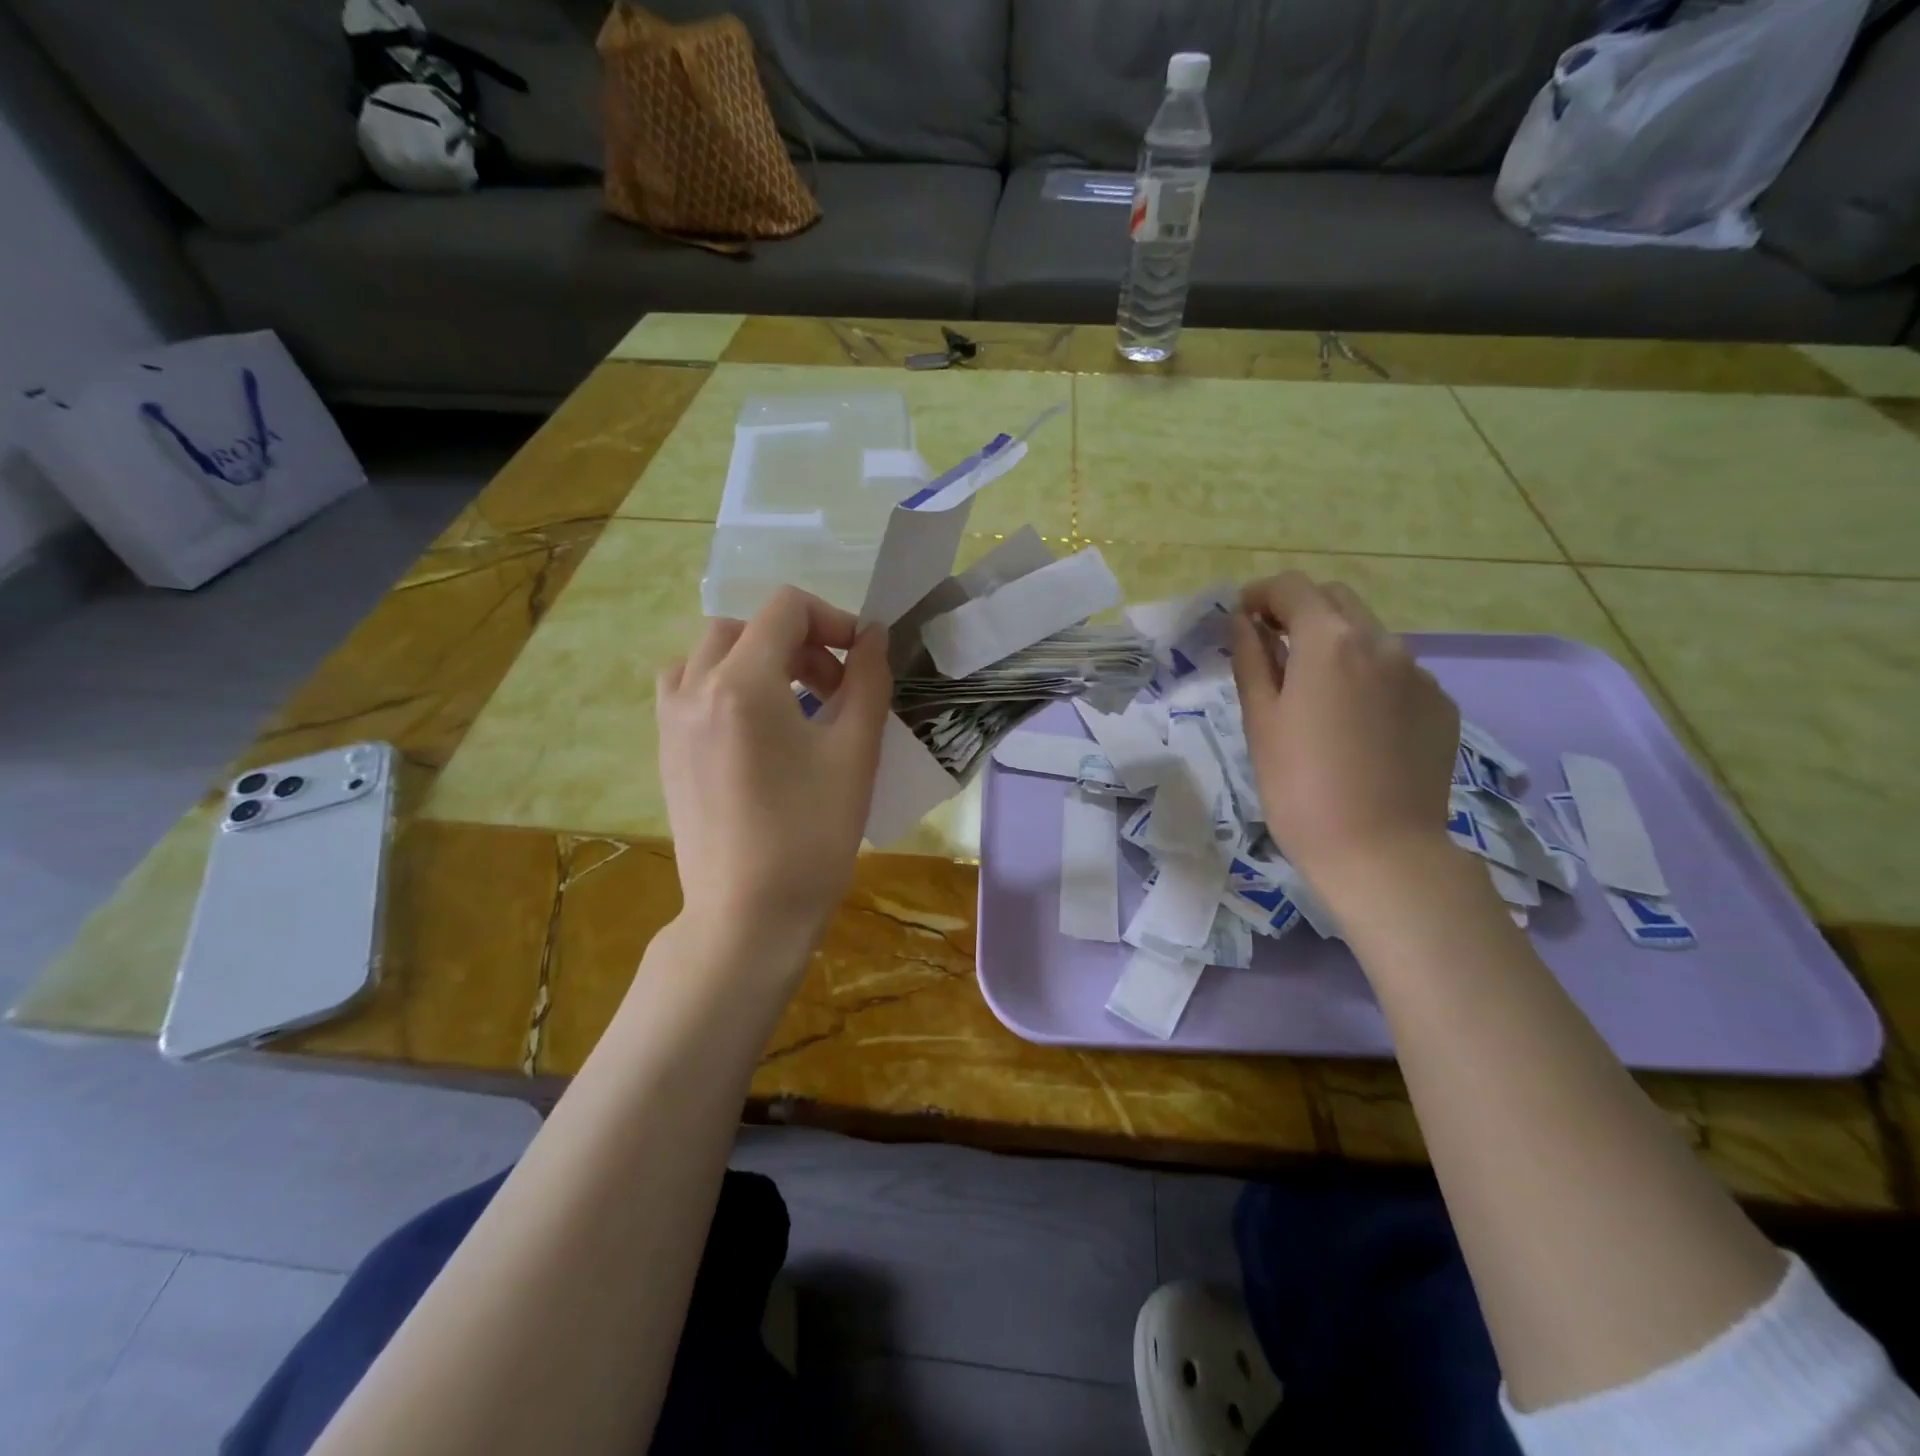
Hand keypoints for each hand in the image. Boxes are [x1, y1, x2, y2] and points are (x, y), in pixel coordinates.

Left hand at [656, 588, 891, 966]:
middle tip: (833, 689)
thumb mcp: (855, 752)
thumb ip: (868, 680)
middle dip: (798, 643)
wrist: (749, 915)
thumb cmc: (812, 835)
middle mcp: (694, 688)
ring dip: (755, 658)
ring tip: (790, 701)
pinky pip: (688, 687)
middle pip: (747, 626)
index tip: (860, 660)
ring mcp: (671, 720)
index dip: (832, 620)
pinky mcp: (665, 749)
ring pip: (710, 652)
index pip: (785, 608)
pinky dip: (723, 684)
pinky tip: (754, 728)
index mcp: (742, 683)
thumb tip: (874, 635)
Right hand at [1230, 572, 1459, 896]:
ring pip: (1370, 636)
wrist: (1380, 851)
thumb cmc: (1299, 787)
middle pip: (1336, 600)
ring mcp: (1420, 674)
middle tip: (1273, 646)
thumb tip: (1244, 622)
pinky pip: (1397, 672)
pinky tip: (1356, 723)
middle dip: (1301, 611)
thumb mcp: (1260, 721)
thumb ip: (1252, 660)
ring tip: (1315, 692)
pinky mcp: (1441, 705)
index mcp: (1330, 642)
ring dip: (1336, 644)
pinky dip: (1368, 676)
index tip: (1242, 617)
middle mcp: (1382, 643)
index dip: (1262, 594)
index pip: (1293, 588)